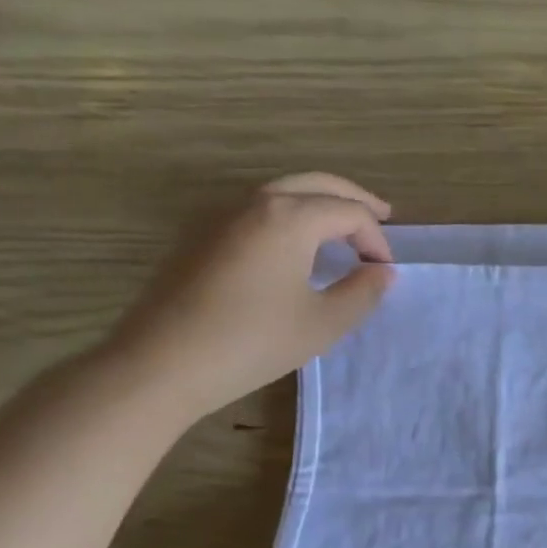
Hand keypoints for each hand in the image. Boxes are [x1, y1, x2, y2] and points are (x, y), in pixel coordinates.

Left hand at [103, 173, 394, 421]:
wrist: (161, 363)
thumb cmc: (252, 342)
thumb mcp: (323, 323)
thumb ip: (361, 292)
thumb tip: (381, 272)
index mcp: (289, 218)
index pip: (349, 212)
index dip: (376, 239)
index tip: (385, 271)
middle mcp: (255, 203)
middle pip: (315, 184)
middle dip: (352, 198)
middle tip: (383, 216)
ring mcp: (221, 217)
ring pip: (282, 193)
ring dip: (318, 203)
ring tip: (342, 228)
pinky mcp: (200, 237)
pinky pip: (257, 211)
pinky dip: (288, 216)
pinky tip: (295, 246)